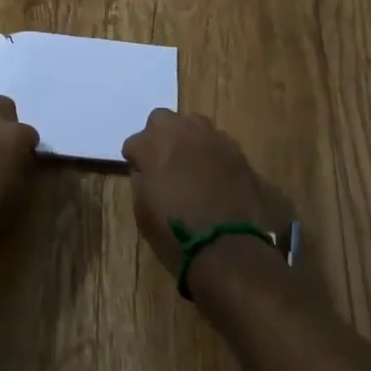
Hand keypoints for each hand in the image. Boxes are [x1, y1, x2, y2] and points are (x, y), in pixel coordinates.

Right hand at [122, 110, 295, 279]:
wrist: (228, 250)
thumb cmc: (176, 236)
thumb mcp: (143, 212)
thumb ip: (141, 180)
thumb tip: (145, 170)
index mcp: (153, 145)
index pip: (134, 142)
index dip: (135, 160)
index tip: (140, 174)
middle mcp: (182, 132)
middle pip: (162, 120)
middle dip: (159, 137)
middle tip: (162, 162)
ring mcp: (212, 138)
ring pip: (193, 124)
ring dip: (187, 139)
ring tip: (190, 165)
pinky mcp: (236, 151)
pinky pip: (217, 142)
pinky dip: (212, 153)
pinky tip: (214, 175)